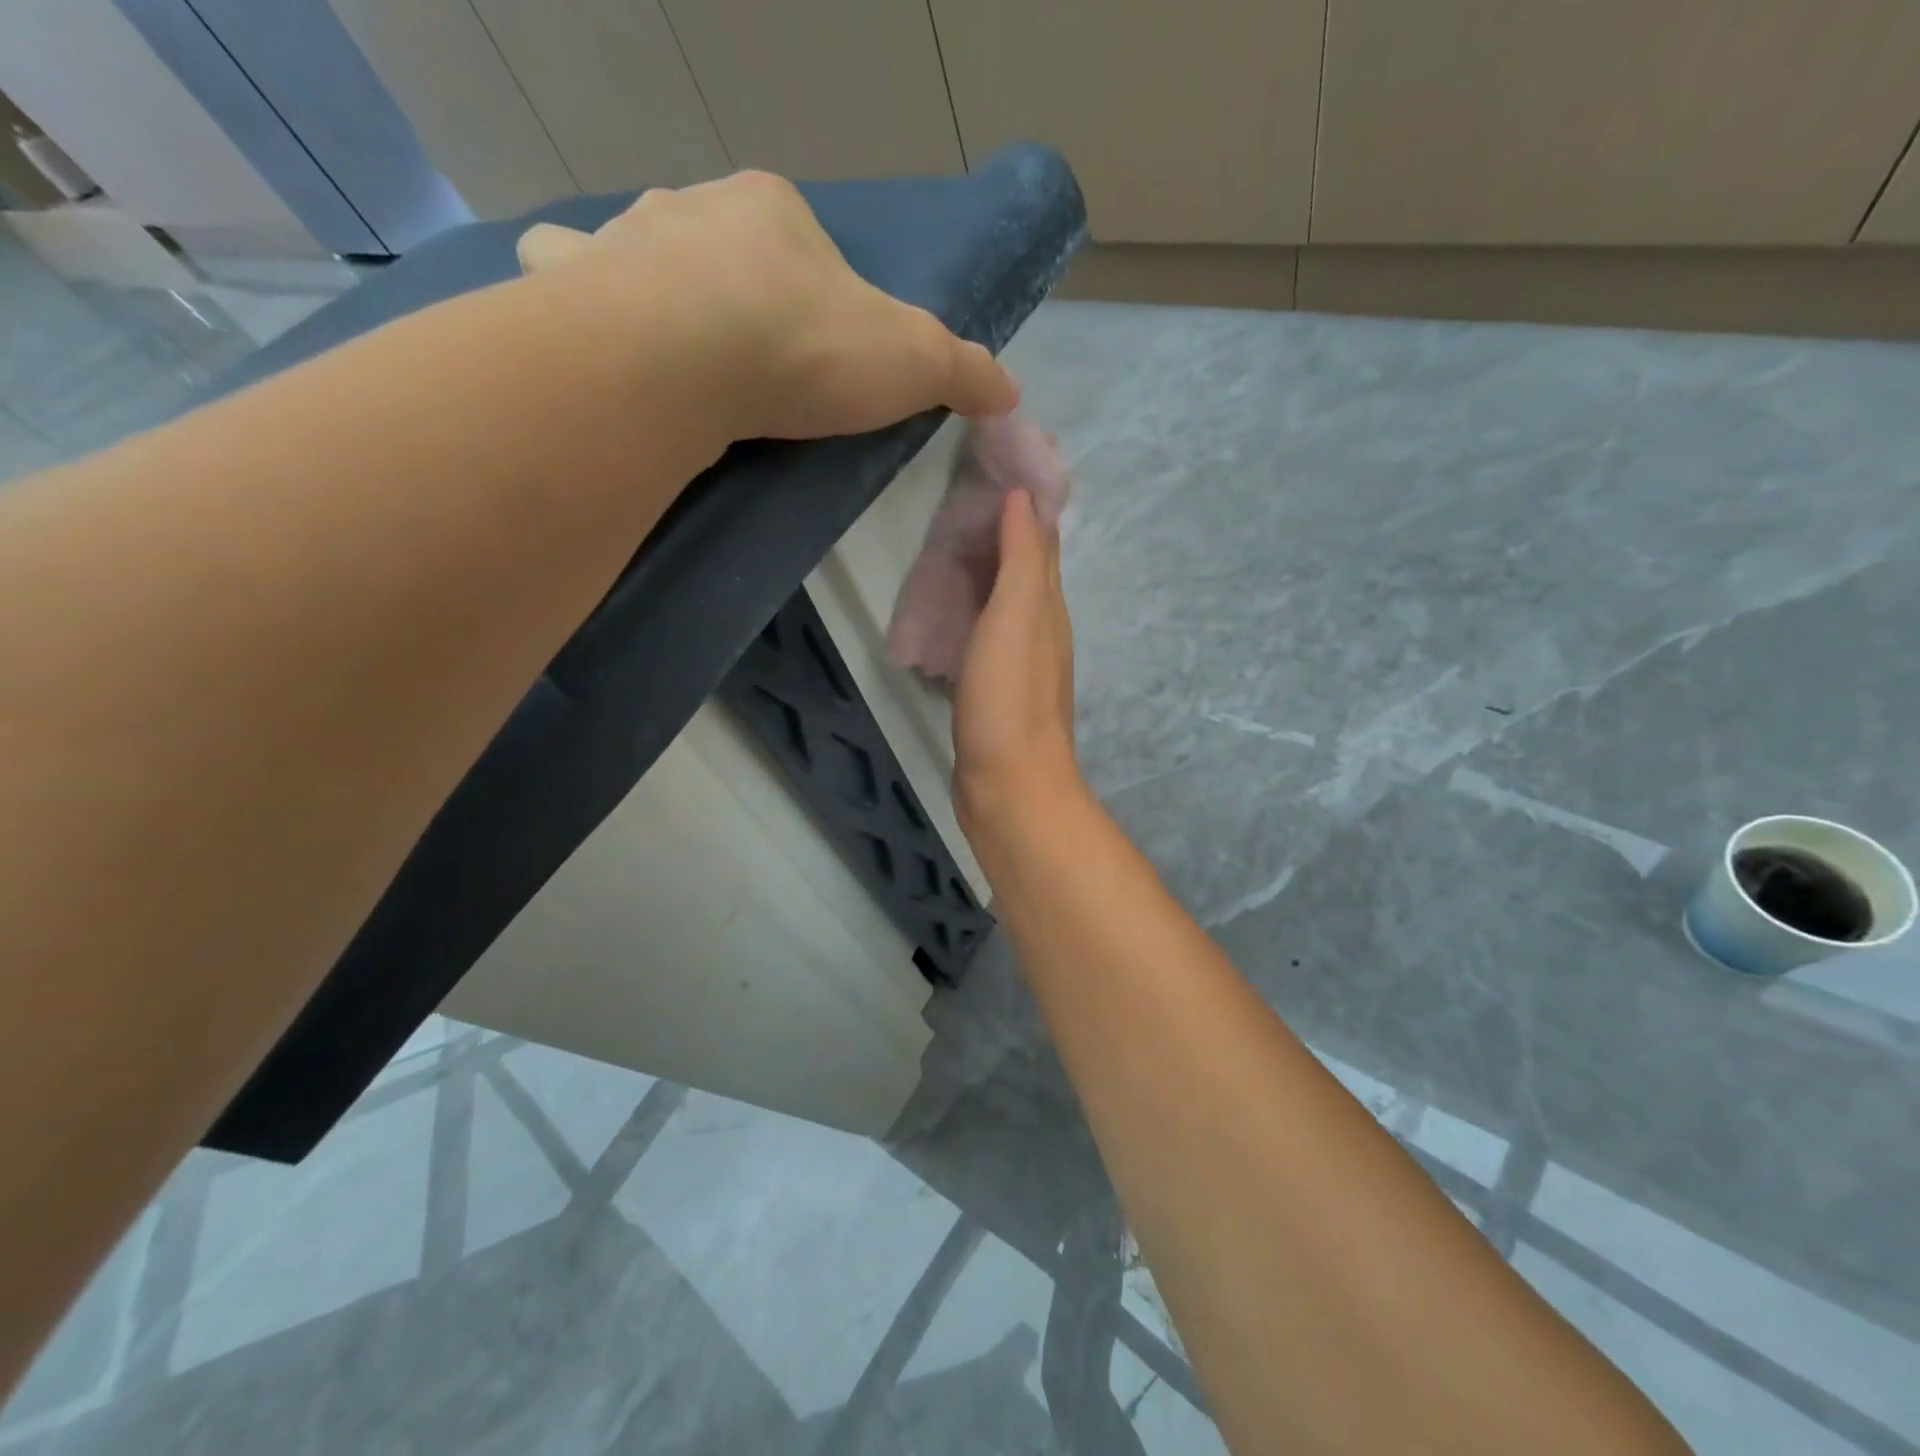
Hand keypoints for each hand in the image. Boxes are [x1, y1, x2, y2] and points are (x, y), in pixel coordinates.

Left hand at [517, 171, 1018, 442]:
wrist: (686, 359)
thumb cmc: (805, 347)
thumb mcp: (912, 362)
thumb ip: (963, 371)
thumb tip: (1010, 389)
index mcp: (773, 210)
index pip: (802, 241)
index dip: (814, 293)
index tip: (817, 352)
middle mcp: (693, 206)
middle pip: (721, 243)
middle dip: (734, 287)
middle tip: (748, 361)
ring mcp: (624, 239)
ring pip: (638, 246)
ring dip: (650, 282)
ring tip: (670, 348)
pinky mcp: (572, 288)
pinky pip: (564, 273)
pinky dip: (575, 295)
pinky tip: (592, 336)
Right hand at [953, 489, 1081, 844]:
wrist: (1009, 786)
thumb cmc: (1010, 698)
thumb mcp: (1018, 616)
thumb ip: (1022, 558)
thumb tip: (1024, 497)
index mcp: (1048, 608)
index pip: (1040, 543)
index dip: (1022, 507)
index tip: (991, 471)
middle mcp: (1041, 631)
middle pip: (1023, 571)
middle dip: (999, 536)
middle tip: (955, 507)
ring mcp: (1019, 665)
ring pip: (1004, 604)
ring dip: (983, 576)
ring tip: (946, 551)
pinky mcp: (995, 693)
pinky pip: (984, 637)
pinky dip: (971, 614)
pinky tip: (948, 616)